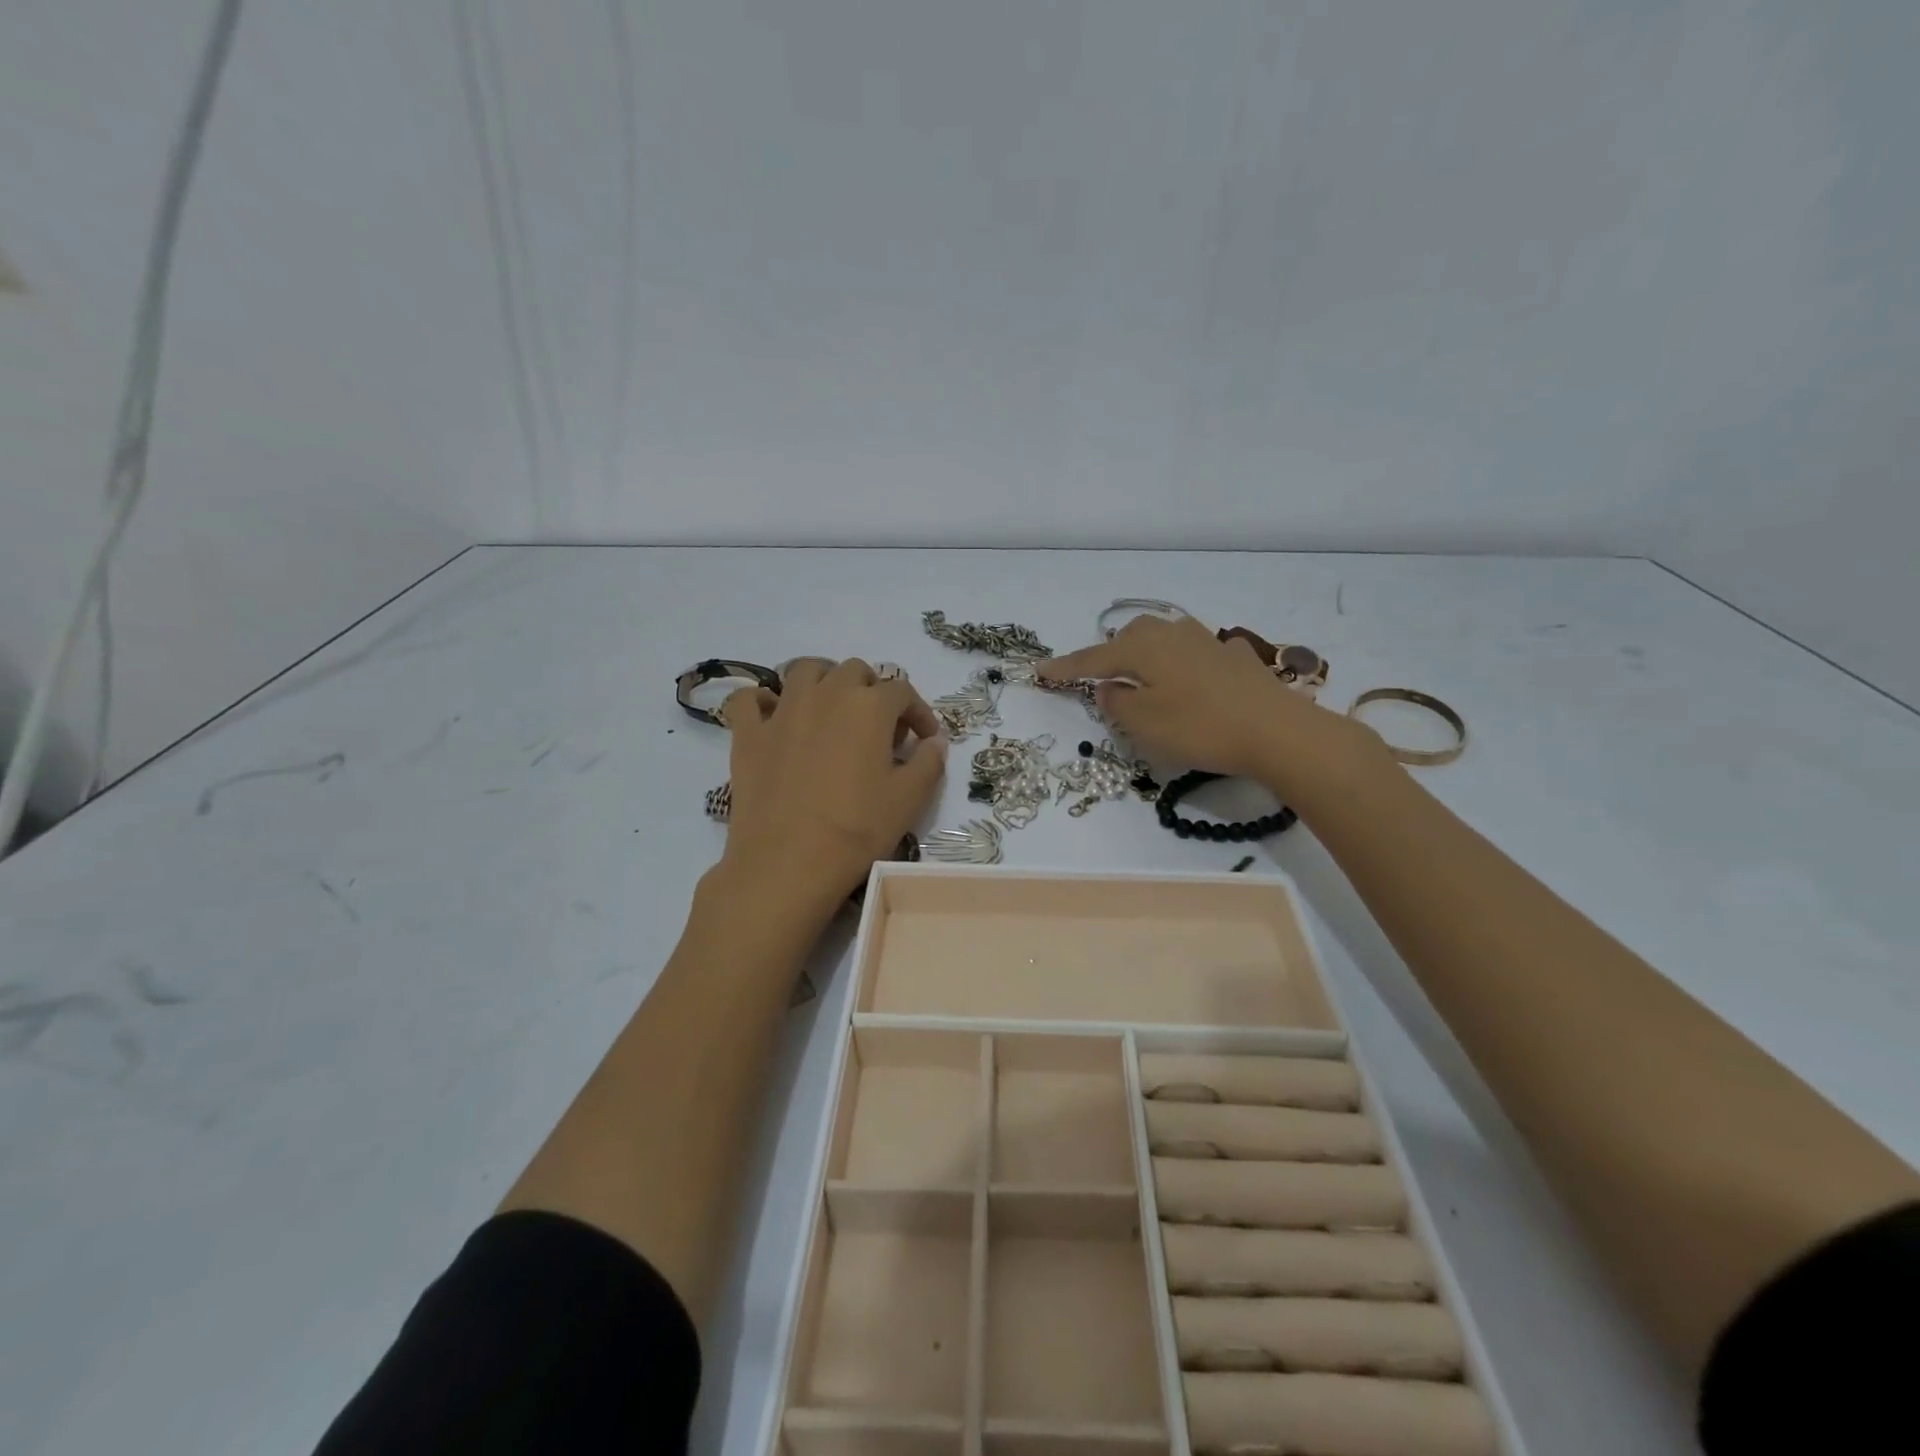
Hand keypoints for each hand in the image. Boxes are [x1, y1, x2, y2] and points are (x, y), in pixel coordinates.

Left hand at [719, 658, 947, 909]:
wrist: (788, 863)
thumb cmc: (857, 830)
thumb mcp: (909, 799)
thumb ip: (929, 762)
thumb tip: (934, 741)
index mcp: (869, 706)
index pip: (902, 692)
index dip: (918, 712)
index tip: (924, 739)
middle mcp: (826, 694)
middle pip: (854, 671)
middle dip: (872, 690)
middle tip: (878, 726)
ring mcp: (782, 711)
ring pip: (804, 671)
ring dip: (823, 681)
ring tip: (831, 709)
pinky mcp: (748, 733)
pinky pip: (750, 699)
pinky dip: (763, 701)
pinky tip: (773, 718)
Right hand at [1038, 616, 1381, 798]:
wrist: (1277, 731)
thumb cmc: (1199, 728)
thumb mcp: (1144, 724)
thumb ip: (1116, 703)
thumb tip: (1107, 688)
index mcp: (1143, 648)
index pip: (1093, 658)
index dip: (1065, 668)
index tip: (1039, 671)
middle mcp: (1173, 635)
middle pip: (1130, 638)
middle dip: (1110, 654)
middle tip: (1097, 676)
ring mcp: (1209, 642)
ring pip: (1165, 640)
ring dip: (1147, 654)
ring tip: (1142, 673)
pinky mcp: (1238, 658)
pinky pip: (1199, 653)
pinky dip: (1186, 663)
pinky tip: (1195, 675)